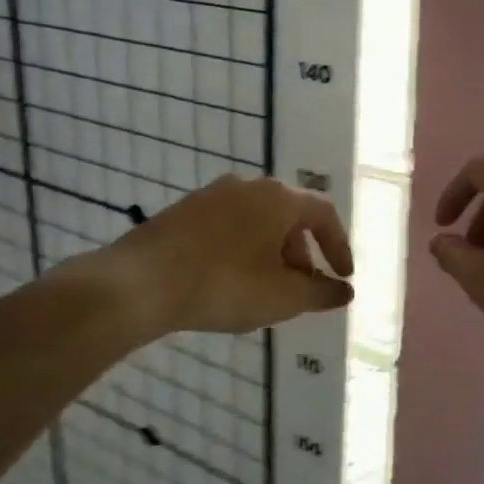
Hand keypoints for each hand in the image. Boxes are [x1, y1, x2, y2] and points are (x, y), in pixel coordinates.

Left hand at [61, 176, 353, 339]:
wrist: (139, 283)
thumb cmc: (224, 285)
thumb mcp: (283, 297)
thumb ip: (321, 293)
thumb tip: (345, 290)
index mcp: (279, 198)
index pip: (324, 214)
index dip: (339, 246)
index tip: (343, 276)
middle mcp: (248, 186)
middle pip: (289, 216)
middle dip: (303, 253)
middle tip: (303, 286)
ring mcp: (211, 195)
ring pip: (257, 221)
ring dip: (272, 252)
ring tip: (267, 287)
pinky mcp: (182, 212)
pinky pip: (227, 227)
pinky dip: (242, 249)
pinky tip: (231, 281)